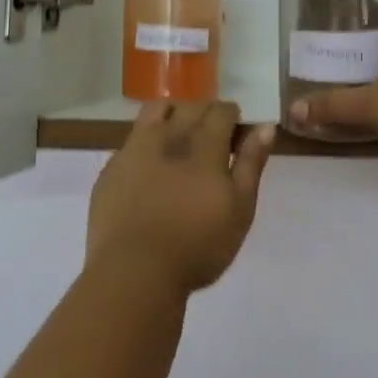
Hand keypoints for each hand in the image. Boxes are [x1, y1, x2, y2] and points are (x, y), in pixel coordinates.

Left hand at [86, 101, 274, 295]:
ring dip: (174, 114)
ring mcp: (135, 149)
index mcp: (204, 143)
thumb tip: (266, 126)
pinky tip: (151, 165)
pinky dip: (147, 140)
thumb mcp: (240, 208)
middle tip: (213, 136)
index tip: (237, 134)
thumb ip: (251, 163)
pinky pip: (132, 138)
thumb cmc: (198, 244)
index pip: (221, 110)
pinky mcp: (111, 168)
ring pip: (156, 111)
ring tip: (180, 136)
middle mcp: (169, 135)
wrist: (133, 272)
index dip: (232, 116)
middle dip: (206, 112)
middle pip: (191, 106)